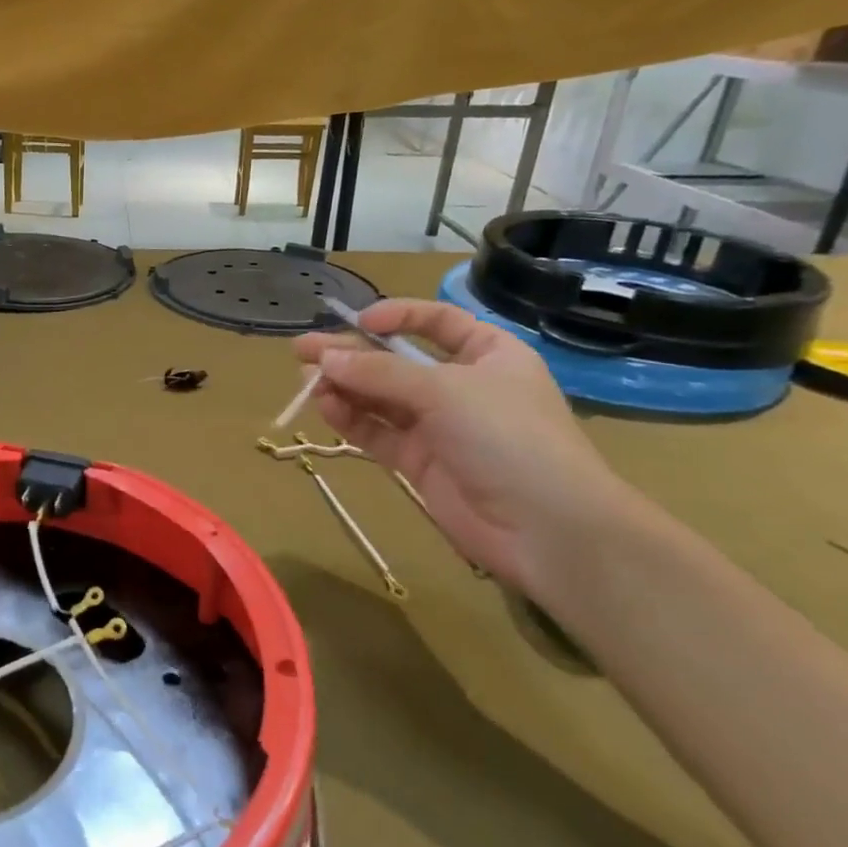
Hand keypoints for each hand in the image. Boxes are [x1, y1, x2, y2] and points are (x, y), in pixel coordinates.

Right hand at [293, 300, 641, 600]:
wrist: (546, 529)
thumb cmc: (507, 437)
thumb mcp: (444, 390)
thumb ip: (380, 372)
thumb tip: (324, 358)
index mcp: (488, 354)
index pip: (437, 322)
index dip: (396, 317)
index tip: (357, 322)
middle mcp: (461, 386)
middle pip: (396, 361)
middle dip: (351, 355)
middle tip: (302, 352)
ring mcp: (439, 427)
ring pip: (380, 398)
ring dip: (345, 387)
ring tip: (308, 383)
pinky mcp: (420, 462)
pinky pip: (378, 433)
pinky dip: (351, 420)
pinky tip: (326, 409)